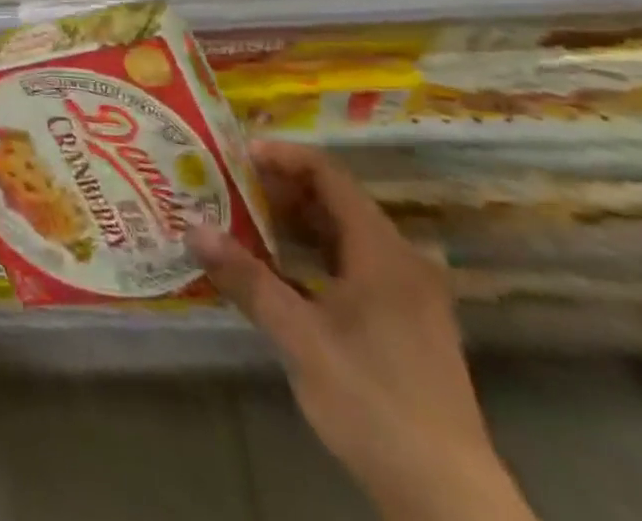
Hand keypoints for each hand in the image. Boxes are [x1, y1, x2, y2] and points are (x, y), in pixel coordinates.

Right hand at [192, 142, 532, 520]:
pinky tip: (278, 270)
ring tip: (242, 222)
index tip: (236, 156)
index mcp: (383, 252)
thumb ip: (246, 278)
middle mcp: (402, 261)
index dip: (282, 156)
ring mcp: (409, 294)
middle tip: (228, 188)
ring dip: (294, 223)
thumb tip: (192, 228)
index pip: (329, 174)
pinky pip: (353, 265)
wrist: (448, 500)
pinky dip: (313, 255)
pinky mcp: (406, 323)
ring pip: (343, 234)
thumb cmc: (372, 402)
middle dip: (280, 190)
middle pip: (335, 201)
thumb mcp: (299, 338)